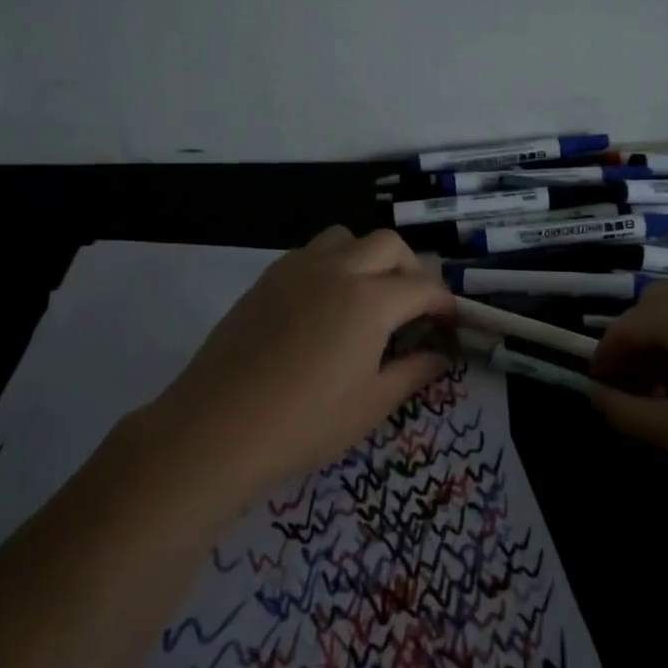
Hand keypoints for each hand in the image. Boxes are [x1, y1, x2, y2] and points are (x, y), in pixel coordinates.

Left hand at [142, 226, 454, 501]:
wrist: (217, 428)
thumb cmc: (305, 423)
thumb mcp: (372, 404)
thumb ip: (413, 372)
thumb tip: (440, 356)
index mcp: (370, 300)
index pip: (423, 287)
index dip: (444, 303)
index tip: (450, 324)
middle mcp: (337, 270)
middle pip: (388, 245)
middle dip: (412, 269)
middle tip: (414, 308)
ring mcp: (296, 269)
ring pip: (346, 238)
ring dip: (369, 257)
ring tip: (369, 296)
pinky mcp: (266, 280)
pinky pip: (311, 253)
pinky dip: (333, 264)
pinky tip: (326, 305)